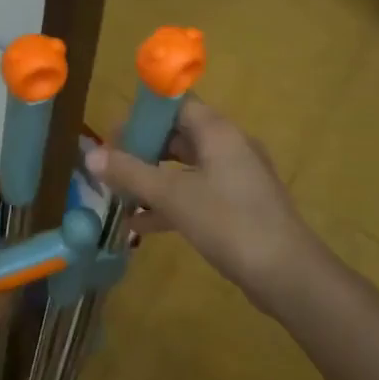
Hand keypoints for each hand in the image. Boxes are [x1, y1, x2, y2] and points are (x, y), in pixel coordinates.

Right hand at [85, 97, 326, 312]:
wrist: (287, 274)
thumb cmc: (229, 222)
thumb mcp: (173, 196)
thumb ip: (131, 173)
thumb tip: (90, 155)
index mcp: (218, 132)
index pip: (176, 105)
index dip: (143, 115)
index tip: (113, 134)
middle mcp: (229, 147)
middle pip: (179, 136)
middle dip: (143, 150)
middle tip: (110, 165)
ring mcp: (236, 178)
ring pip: (186, 168)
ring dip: (153, 180)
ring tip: (117, 195)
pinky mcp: (238, 207)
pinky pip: (197, 195)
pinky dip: (170, 204)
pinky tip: (140, 226)